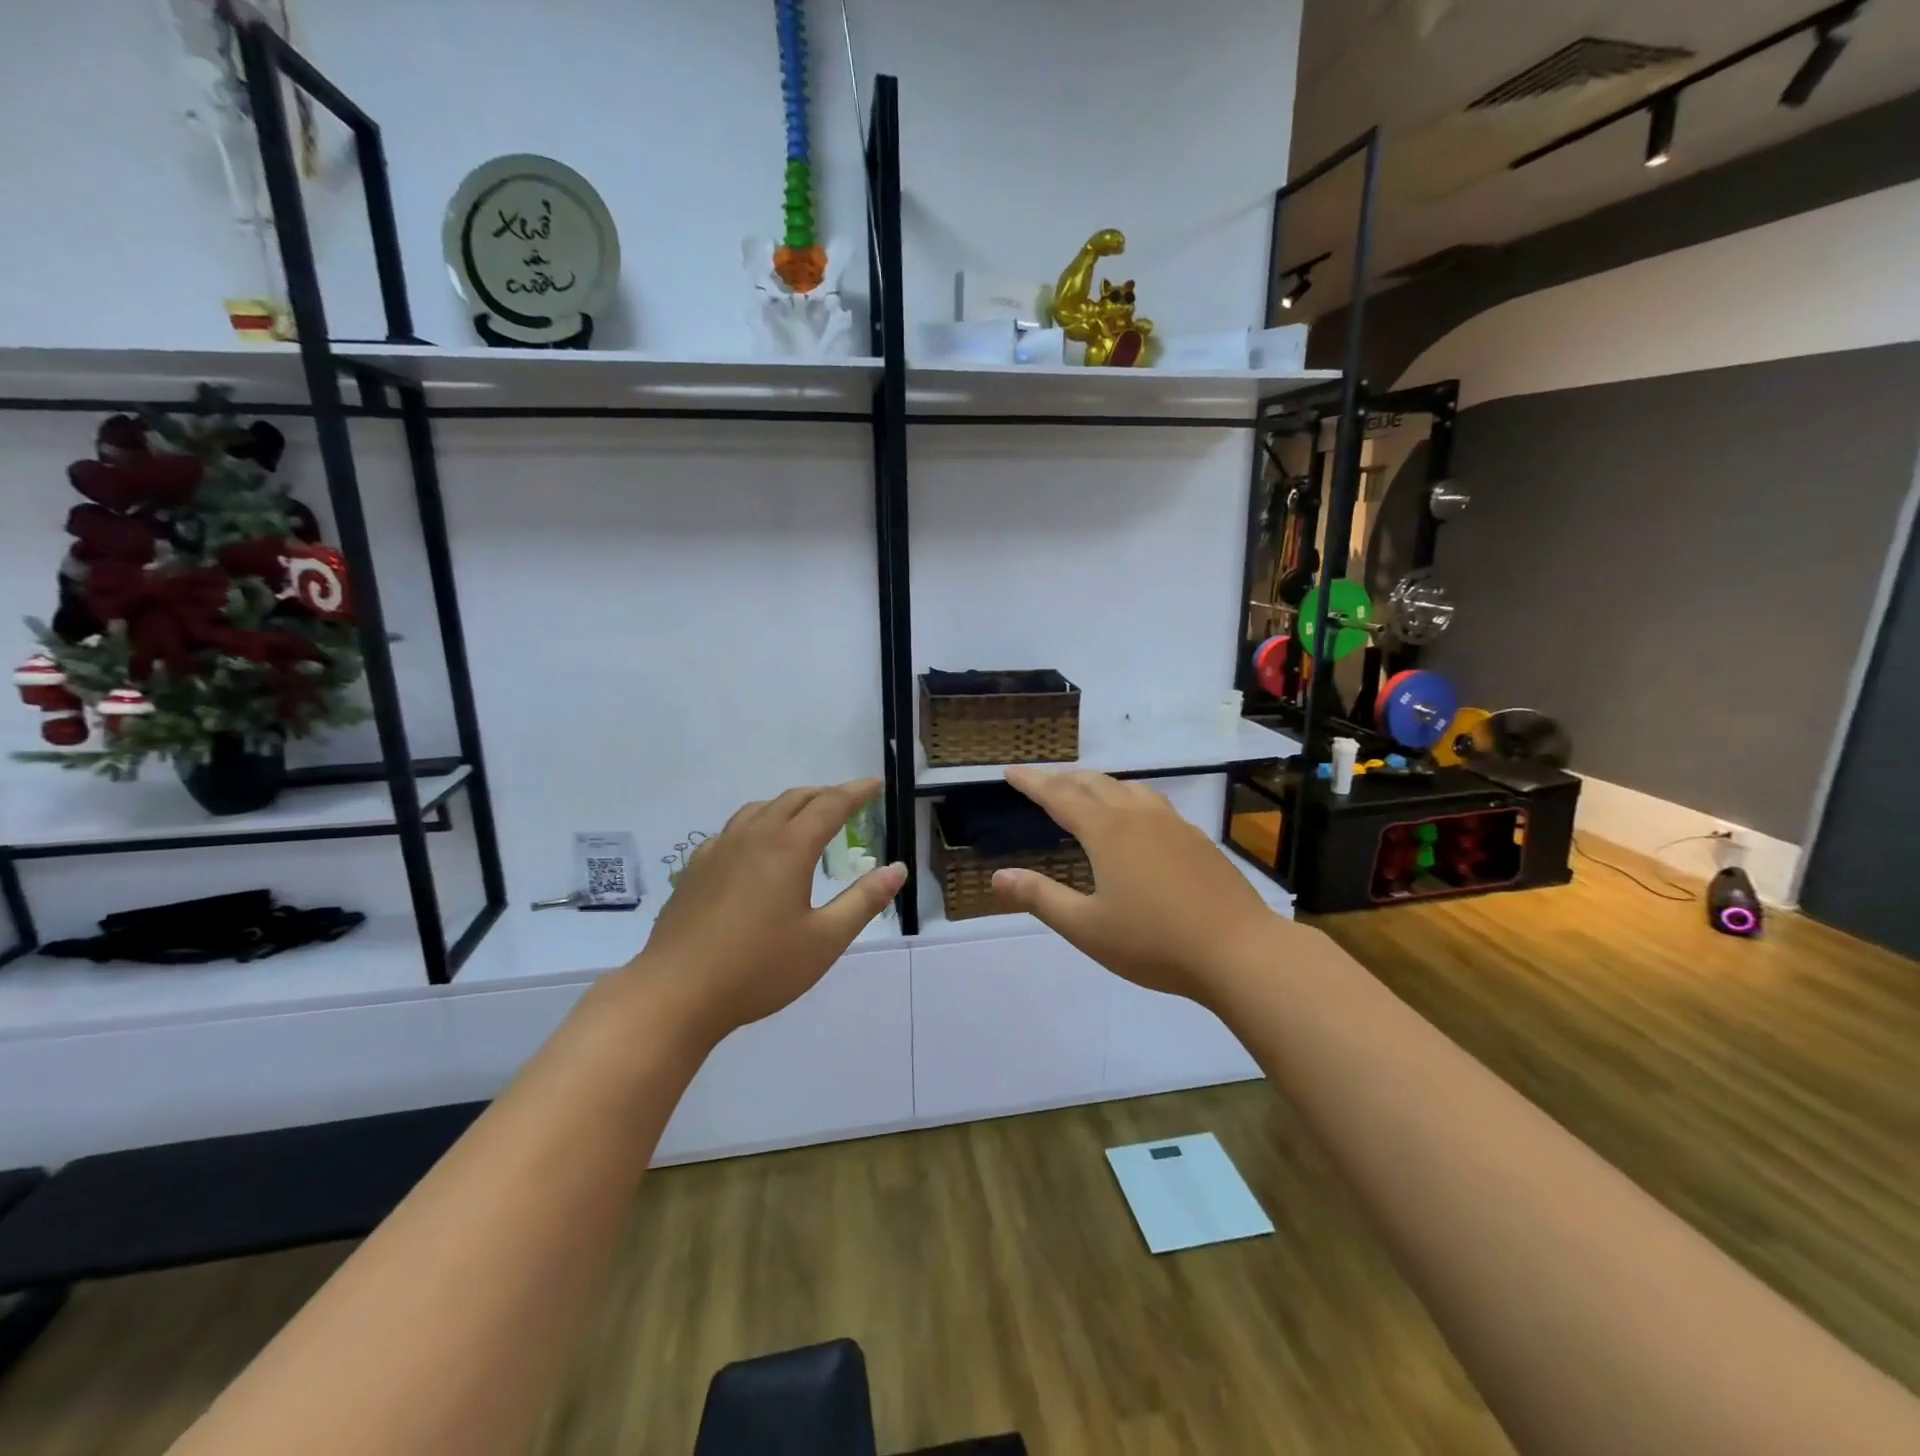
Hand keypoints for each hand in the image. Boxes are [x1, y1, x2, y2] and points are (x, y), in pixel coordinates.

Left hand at [629, 779, 904, 1046]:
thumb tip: (897, 869)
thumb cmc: (758, 969)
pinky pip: (733, 830)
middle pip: (794, 799)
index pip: (830, 805)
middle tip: (847, 802)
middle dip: (825, 795)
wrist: (675, 994)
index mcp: (789, 848)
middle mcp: (754, 837)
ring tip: (804, 819)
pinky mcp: (695, 869)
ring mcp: (719, 851)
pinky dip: (757, 824)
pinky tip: (755, 849)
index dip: (856, 792)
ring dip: (789, 805)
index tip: (876, 785)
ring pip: (759, 809)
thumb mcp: (824, 940)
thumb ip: (863, 901)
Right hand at [990, 767, 1280, 1003]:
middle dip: (1064, 779)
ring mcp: (1173, 825)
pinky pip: (1153, 804)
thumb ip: (1041, 898)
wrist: (1239, 950)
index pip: (1059, 796)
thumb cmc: (1154, 942)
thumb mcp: (1086, 927)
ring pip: (1129, 789)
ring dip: (1100, 785)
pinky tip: (1138, 821)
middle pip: (1094, 784)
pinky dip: (1129, 800)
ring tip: (1087, 792)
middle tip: (1043, 780)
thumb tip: (998, 877)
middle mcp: (1138, 816)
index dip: (1032, 783)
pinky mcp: (1198, 840)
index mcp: (1107, 832)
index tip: (1011, 771)